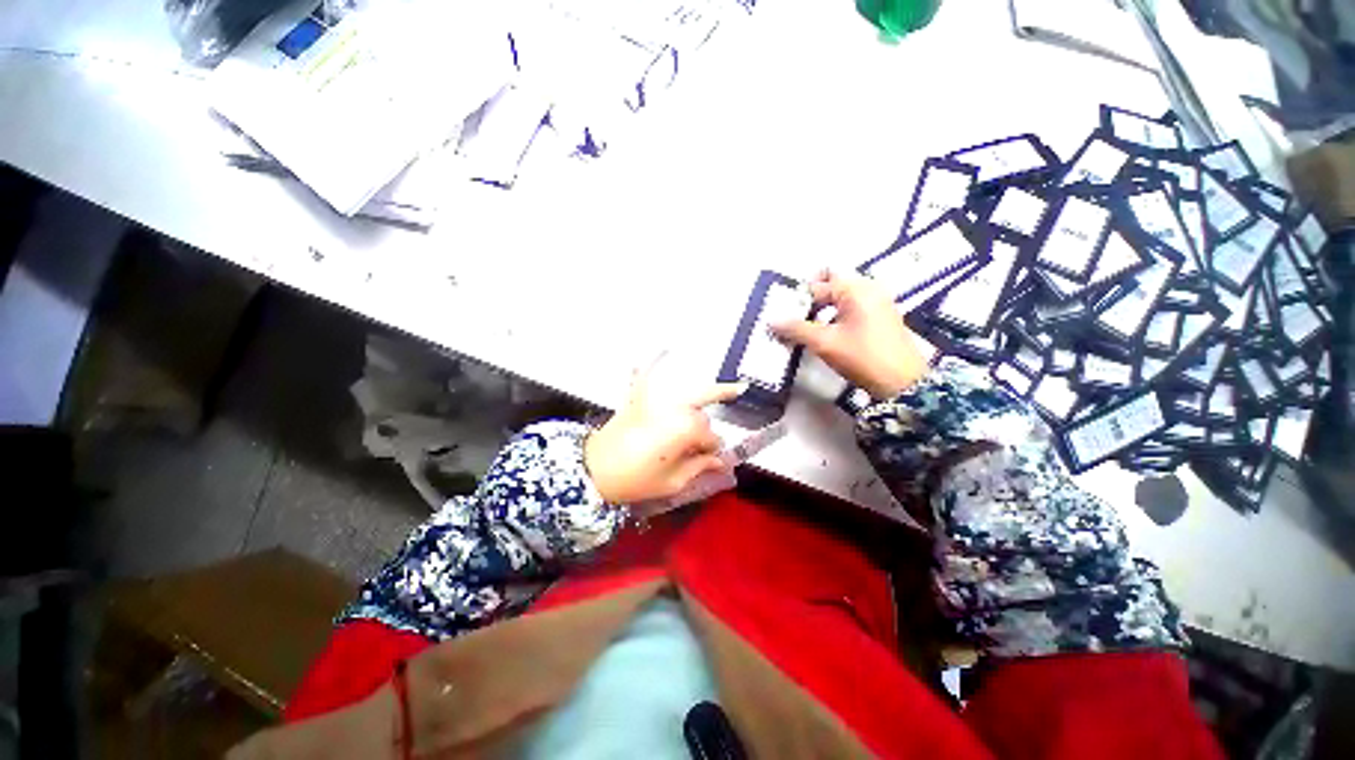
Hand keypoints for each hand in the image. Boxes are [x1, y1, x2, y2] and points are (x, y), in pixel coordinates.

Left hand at [585, 364, 745, 504]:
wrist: (594, 469)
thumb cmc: (635, 479)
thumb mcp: (672, 482)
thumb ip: (699, 468)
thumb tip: (718, 462)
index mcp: (687, 430)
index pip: (711, 439)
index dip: (712, 452)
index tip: (709, 461)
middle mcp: (676, 409)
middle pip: (703, 418)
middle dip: (705, 433)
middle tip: (700, 449)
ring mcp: (658, 400)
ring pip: (692, 396)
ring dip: (710, 394)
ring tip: (736, 389)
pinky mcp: (640, 398)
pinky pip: (648, 375)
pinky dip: (654, 364)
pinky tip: (664, 349)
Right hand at [772, 270, 928, 398]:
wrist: (902, 384)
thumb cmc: (862, 357)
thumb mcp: (824, 343)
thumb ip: (796, 329)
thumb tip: (771, 321)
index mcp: (856, 289)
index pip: (817, 285)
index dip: (797, 299)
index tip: (782, 314)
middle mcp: (869, 289)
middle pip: (831, 286)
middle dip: (809, 301)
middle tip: (792, 320)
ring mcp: (877, 303)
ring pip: (841, 299)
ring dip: (821, 310)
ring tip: (804, 329)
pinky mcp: (880, 318)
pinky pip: (851, 309)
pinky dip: (835, 317)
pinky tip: (824, 334)